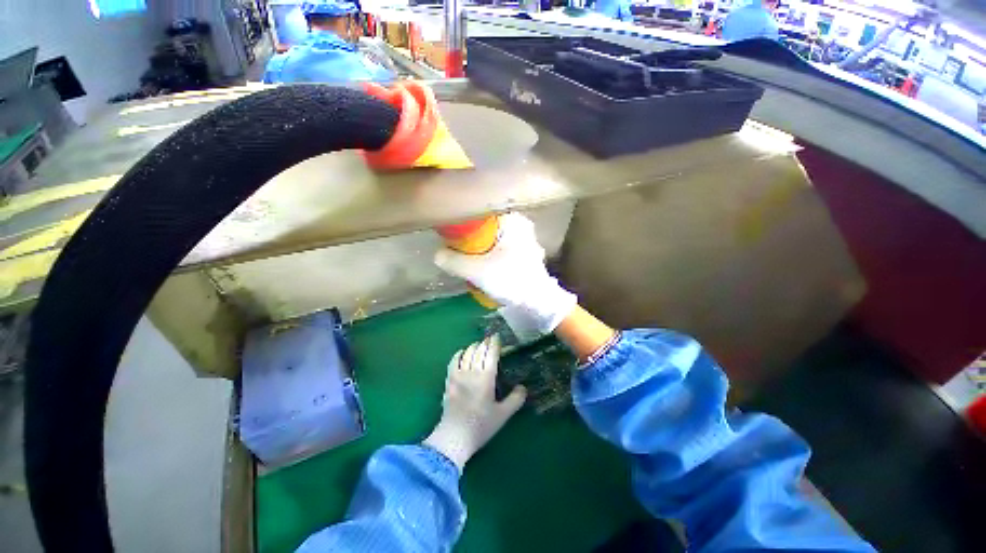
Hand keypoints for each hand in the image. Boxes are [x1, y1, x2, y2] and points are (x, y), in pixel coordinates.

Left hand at [423, 335, 525, 469]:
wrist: (455, 436)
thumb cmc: (481, 426)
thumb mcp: (503, 415)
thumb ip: (515, 399)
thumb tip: (523, 387)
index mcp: (486, 378)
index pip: (491, 354)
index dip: (494, 344)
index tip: (497, 337)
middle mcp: (472, 372)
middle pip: (479, 351)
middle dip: (485, 343)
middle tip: (490, 340)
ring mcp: (458, 375)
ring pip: (466, 354)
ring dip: (473, 347)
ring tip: (478, 345)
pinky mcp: (449, 381)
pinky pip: (453, 361)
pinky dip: (459, 354)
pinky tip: (462, 352)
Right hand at [435, 213, 576, 332]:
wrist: (538, 302)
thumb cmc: (510, 280)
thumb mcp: (477, 271)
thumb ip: (454, 261)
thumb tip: (438, 254)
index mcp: (512, 221)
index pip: (482, 214)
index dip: (465, 223)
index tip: (453, 234)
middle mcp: (522, 226)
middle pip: (488, 227)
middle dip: (473, 239)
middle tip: (459, 249)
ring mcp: (526, 241)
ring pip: (496, 239)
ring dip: (483, 249)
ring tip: (470, 260)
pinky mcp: (527, 254)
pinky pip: (503, 249)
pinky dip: (492, 255)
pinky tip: (485, 267)